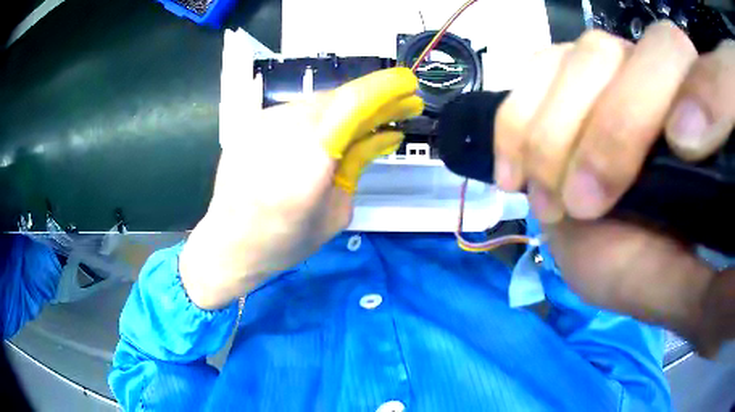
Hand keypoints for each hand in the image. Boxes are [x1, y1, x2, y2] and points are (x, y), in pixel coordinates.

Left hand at [180, 29, 422, 309]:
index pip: (352, 103)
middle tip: (396, 110)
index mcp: (309, 159)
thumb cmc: (285, 241)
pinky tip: (323, 136)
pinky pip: (295, 111)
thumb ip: (360, 164)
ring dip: (344, 111)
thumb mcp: (335, 212)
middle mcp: (283, 129)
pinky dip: (318, 118)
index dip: (385, 87)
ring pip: (317, 103)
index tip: (408, 83)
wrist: (228, 244)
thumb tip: (386, 133)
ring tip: (361, 127)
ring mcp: (263, 122)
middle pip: (338, 98)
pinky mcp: (251, 123)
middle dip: (371, 100)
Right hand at [494, 21, 734, 355]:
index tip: (682, 153)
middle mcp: (659, 77)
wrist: (597, 240)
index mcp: (702, 127)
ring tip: (547, 198)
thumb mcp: (672, 285)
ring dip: (554, 132)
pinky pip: (533, 71)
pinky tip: (515, 173)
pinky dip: (517, 120)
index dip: (701, 98)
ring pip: (580, 57)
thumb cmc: (642, 263)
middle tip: (585, 205)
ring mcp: (609, 65)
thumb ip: (700, 285)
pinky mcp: (563, 72)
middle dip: (612, 129)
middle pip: (639, 56)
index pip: (708, 80)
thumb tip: (728, 285)